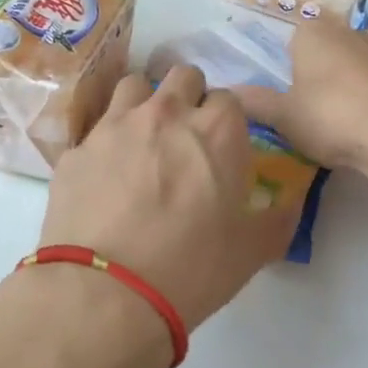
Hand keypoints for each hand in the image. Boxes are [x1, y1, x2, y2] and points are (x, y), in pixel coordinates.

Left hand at [40, 64, 299, 330]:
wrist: (106, 292)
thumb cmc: (191, 269)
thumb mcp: (251, 252)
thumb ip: (277, 219)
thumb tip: (290, 204)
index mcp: (217, 131)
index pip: (229, 99)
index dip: (227, 121)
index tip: (222, 148)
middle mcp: (166, 114)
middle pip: (182, 76)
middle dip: (188, 97)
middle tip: (185, 137)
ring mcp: (115, 126)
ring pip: (134, 86)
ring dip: (144, 103)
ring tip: (142, 140)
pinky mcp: (76, 149)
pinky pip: (95, 128)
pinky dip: (105, 141)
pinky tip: (104, 174)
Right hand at [231, 18, 367, 171]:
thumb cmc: (330, 116)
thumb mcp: (284, 116)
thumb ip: (256, 103)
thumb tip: (228, 93)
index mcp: (313, 33)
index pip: (294, 38)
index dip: (290, 66)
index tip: (290, 94)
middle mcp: (349, 30)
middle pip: (329, 47)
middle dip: (322, 71)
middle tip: (315, 108)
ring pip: (359, 60)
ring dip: (353, 80)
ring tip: (347, 117)